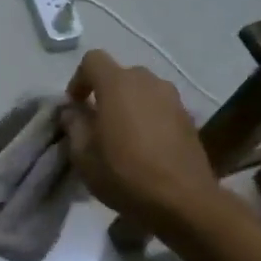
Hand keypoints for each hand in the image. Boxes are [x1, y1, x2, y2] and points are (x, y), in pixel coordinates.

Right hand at [62, 51, 222, 233]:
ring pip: (143, 90)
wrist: (183, 200)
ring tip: (122, 134)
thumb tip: (72, 111)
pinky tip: (146, 145)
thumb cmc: (125, 175)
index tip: (75, 106)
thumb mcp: (84, 156)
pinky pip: (160, 107)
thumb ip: (74, 125)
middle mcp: (148, 82)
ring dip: (129, 104)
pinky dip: (148, 117)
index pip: (93, 60)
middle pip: (120, 74)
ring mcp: (172, 98)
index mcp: (118, 85)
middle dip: (105, 92)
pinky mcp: (188, 117)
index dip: (79, 79)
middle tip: (97, 122)